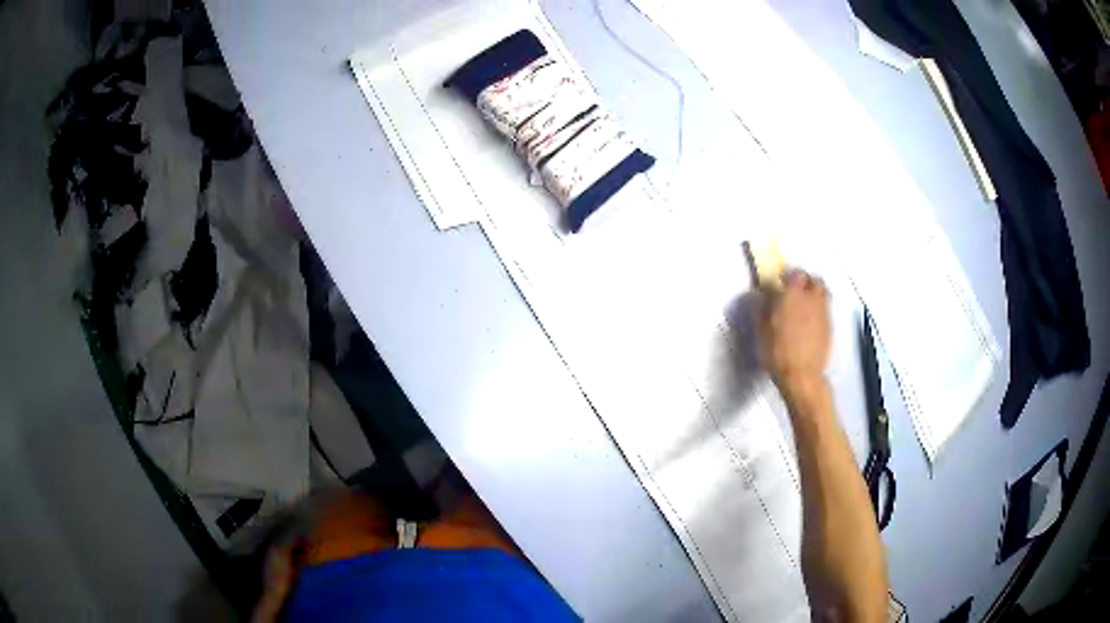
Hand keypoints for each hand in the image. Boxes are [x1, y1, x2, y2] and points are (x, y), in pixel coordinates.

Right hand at [759, 270, 831, 402]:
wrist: (802, 375)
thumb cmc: (777, 352)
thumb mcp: (762, 330)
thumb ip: (763, 308)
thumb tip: (761, 295)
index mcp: (794, 296)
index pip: (796, 273)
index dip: (789, 274)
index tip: (781, 281)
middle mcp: (812, 300)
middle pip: (815, 280)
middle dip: (806, 281)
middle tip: (796, 289)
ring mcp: (824, 313)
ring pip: (824, 293)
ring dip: (815, 293)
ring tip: (805, 304)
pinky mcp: (829, 327)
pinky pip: (826, 309)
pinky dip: (819, 309)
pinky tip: (810, 321)